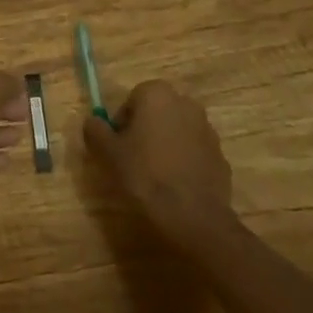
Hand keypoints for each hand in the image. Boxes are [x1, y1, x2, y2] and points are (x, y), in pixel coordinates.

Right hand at [83, 80, 232, 243]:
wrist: (195, 218)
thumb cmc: (147, 176)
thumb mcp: (109, 154)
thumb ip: (96, 131)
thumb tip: (93, 121)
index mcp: (157, 94)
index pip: (131, 102)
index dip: (121, 126)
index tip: (118, 150)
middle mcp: (185, 102)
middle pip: (155, 114)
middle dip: (144, 133)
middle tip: (133, 162)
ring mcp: (207, 129)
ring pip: (175, 132)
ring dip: (165, 147)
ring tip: (155, 178)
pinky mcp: (220, 155)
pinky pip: (193, 153)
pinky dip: (183, 163)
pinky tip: (175, 187)